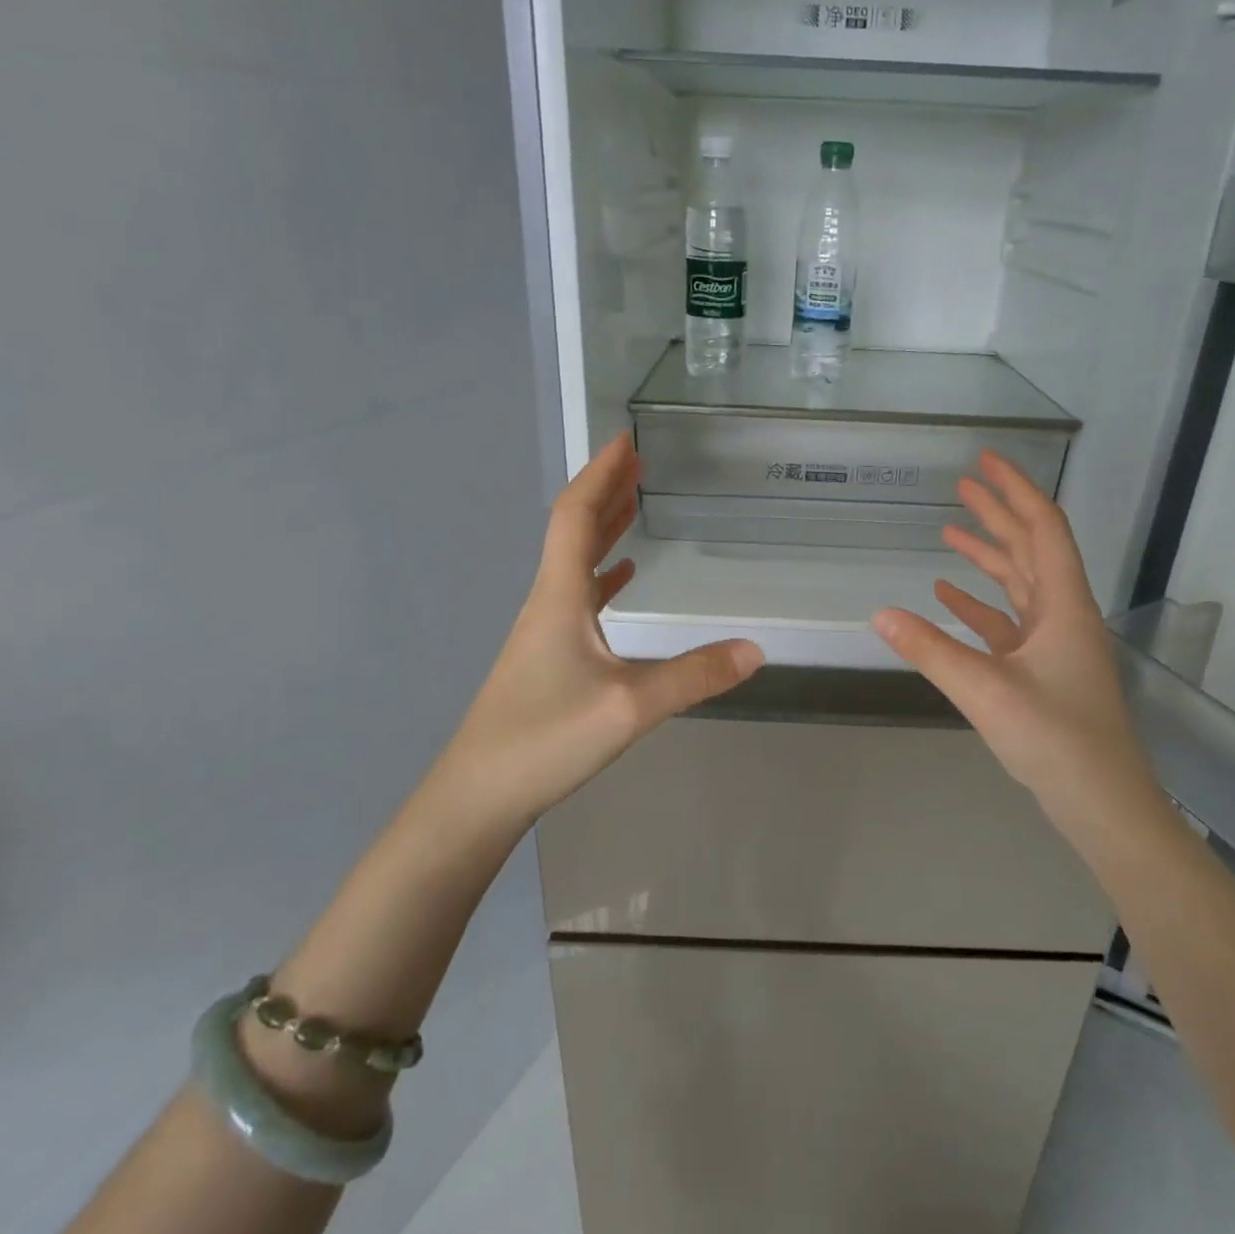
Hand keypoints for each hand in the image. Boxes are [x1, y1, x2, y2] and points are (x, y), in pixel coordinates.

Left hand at [435, 432, 763, 824]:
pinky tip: (620, 577)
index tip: (626, 438)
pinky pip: (577, 596)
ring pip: (573, 562)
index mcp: (560, 596)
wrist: (478, 795)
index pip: (576, 515)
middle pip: (573, 529)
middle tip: (638, 460)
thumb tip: (756, 650)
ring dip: (603, 527)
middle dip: (605, 490)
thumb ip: (694, 677)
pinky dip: (601, 574)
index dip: (601, 473)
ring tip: (634, 503)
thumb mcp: (630, 707)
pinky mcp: (546, 657)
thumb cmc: (545, 740)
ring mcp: (543, 630)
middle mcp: (547, 602)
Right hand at [872, 451, 1153, 810]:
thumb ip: (931, 650)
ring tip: (949, 532)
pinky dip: (978, 605)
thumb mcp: (986, 691)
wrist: (1102, 803)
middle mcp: (1062, 615)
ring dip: (987, 557)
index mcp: (1063, 607)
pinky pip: (1006, 624)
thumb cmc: (1055, 740)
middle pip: (1030, 549)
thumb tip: (879, 614)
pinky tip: (947, 596)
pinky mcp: (1041, 670)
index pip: (1042, 529)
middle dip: (998, 514)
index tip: (986, 461)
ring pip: (1018, 585)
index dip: (1015, 490)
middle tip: (963, 484)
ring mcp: (1053, 644)